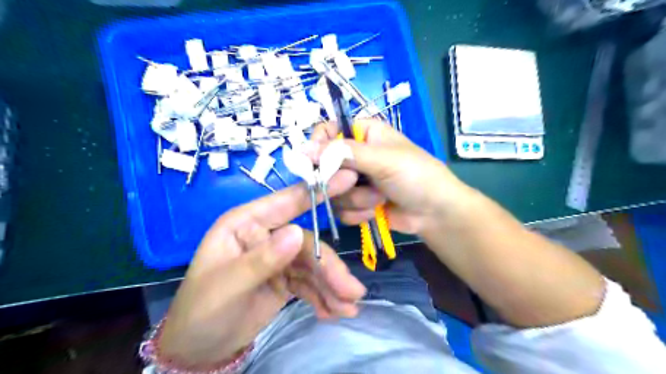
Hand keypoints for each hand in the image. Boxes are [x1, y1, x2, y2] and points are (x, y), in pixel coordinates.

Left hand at [158, 171, 365, 367]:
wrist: (197, 349)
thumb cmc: (201, 310)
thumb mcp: (227, 286)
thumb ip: (262, 259)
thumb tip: (299, 232)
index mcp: (246, 224)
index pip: (287, 202)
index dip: (318, 190)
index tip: (349, 177)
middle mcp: (266, 235)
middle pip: (308, 244)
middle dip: (330, 268)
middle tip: (353, 291)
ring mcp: (278, 257)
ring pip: (313, 265)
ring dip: (332, 286)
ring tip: (348, 308)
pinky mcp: (286, 278)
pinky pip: (310, 283)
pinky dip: (324, 297)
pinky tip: (333, 312)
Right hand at [311, 120, 469, 234]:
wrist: (434, 214)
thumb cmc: (415, 176)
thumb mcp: (382, 159)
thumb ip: (343, 153)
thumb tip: (303, 148)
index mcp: (363, 134)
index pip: (327, 132)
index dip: (318, 146)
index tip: (316, 164)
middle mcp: (355, 155)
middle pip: (324, 165)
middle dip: (342, 181)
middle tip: (356, 183)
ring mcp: (355, 181)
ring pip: (332, 191)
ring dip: (356, 199)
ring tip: (379, 199)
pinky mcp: (356, 203)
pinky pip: (340, 209)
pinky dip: (358, 213)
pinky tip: (376, 212)